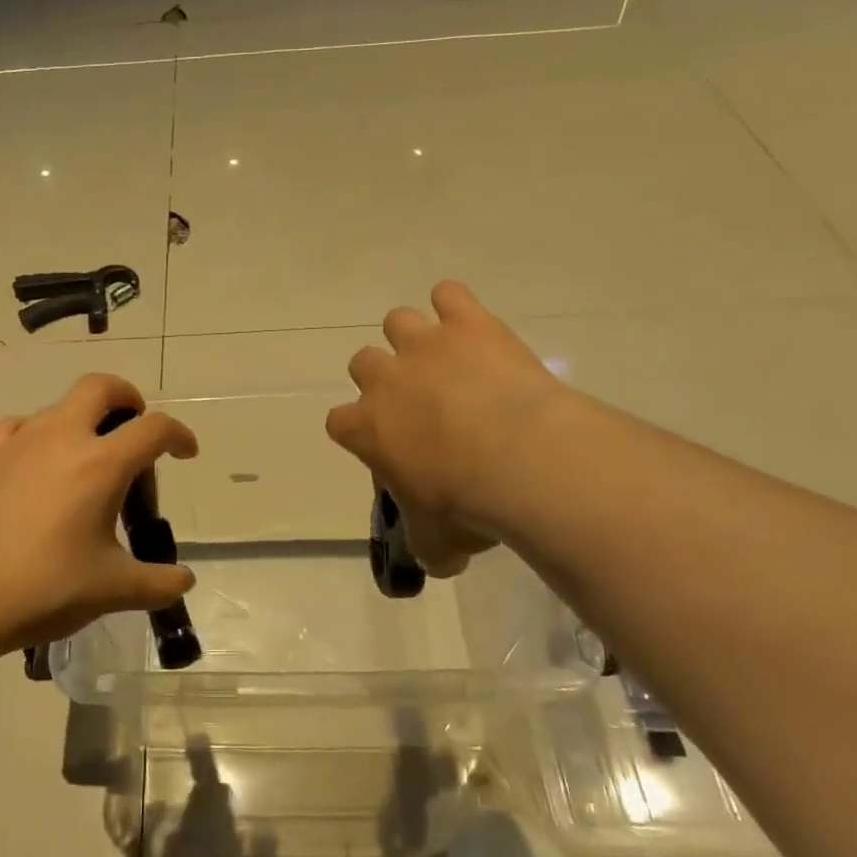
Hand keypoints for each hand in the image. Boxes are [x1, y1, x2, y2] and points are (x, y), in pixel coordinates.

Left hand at [0, 373, 197, 658]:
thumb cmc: (43, 589)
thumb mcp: (111, 590)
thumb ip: (157, 582)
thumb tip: (185, 581)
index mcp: (101, 464)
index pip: (154, 429)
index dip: (178, 435)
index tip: (185, 453)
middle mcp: (61, 437)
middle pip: (101, 387)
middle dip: (127, 397)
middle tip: (133, 427)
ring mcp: (17, 441)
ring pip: (59, 407)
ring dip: (82, 421)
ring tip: (83, 463)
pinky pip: (18, 427)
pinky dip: (36, 436)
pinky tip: (33, 465)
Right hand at [327, 281, 566, 575]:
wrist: (519, 460)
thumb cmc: (465, 504)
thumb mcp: (438, 542)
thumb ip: (428, 547)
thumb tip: (438, 561)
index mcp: (366, 427)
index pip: (338, 420)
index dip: (358, 430)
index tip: (383, 443)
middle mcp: (385, 379)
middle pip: (362, 361)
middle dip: (384, 378)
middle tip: (418, 400)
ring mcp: (425, 345)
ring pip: (398, 321)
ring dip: (415, 337)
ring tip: (444, 358)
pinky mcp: (468, 324)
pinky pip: (449, 295)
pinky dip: (457, 306)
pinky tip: (473, 326)